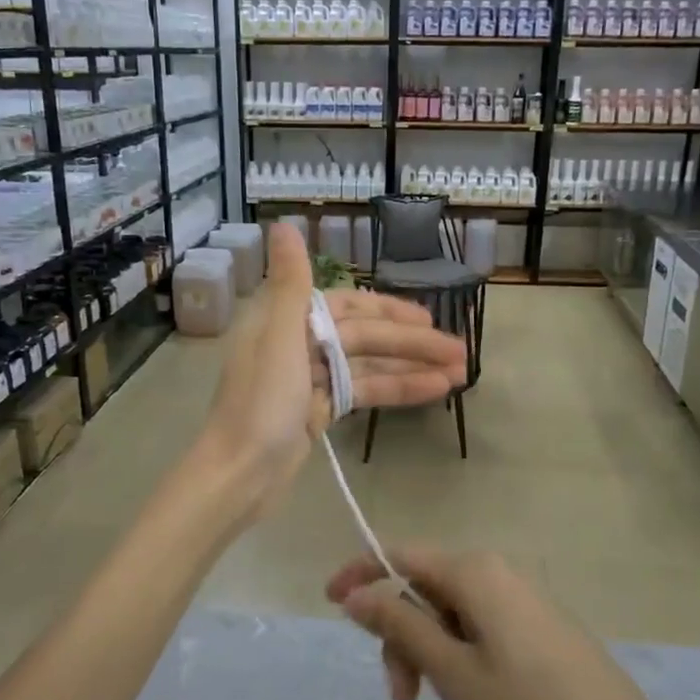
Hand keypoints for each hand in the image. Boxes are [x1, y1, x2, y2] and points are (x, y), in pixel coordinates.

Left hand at [199, 225, 465, 512]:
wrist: (238, 476)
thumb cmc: (259, 405)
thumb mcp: (278, 338)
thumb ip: (290, 282)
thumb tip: (283, 223)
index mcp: (286, 321)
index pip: (348, 306)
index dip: (389, 310)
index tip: (428, 318)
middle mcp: (298, 344)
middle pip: (364, 338)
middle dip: (411, 344)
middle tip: (460, 351)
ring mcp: (309, 381)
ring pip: (368, 366)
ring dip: (412, 368)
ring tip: (459, 374)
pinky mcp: (317, 412)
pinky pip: (362, 392)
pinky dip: (395, 391)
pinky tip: (432, 392)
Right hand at [326, 549, 699, 699]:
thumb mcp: (451, 670)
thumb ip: (399, 624)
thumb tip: (357, 593)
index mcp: (473, 571)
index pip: (400, 555)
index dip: (361, 574)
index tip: (330, 603)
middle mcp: (497, 571)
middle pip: (425, 588)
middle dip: (401, 635)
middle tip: (402, 697)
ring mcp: (521, 597)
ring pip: (451, 611)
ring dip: (429, 651)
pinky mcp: (538, 623)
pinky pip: (480, 624)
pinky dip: (458, 653)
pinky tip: (472, 694)